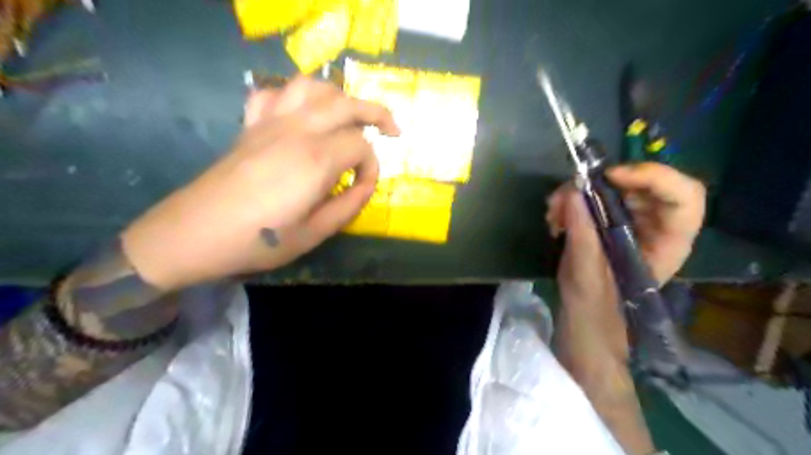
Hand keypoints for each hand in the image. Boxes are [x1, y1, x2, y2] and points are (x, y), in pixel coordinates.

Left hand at [121, 76, 397, 290]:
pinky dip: (292, 97)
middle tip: (392, 129)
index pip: (361, 146)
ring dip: (337, 96)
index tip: (363, 188)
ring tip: (348, 116)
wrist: (195, 233)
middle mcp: (296, 130)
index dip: (371, 167)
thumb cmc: (259, 239)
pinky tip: (300, 116)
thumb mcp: (315, 233)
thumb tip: (366, 184)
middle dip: (376, 113)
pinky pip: (272, 94)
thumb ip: (349, 205)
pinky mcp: (250, 126)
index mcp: (316, 159)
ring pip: (311, 87)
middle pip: (345, 103)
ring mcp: (270, 123)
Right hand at [548, 163, 706, 454]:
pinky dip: (572, 202)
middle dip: (600, 184)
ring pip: (613, 189)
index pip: (684, 196)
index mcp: (668, 243)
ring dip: (578, 193)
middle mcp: (655, 227)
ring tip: (553, 211)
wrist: (585, 322)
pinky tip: (554, 218)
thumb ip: (582, 231)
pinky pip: (594, 199)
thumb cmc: (595, 307)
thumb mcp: (587, 271)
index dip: (653, 177)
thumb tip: (572, 191)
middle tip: (567, 194)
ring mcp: (631, 223)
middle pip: (641, 184)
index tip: (610, 178)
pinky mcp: (609, 224)